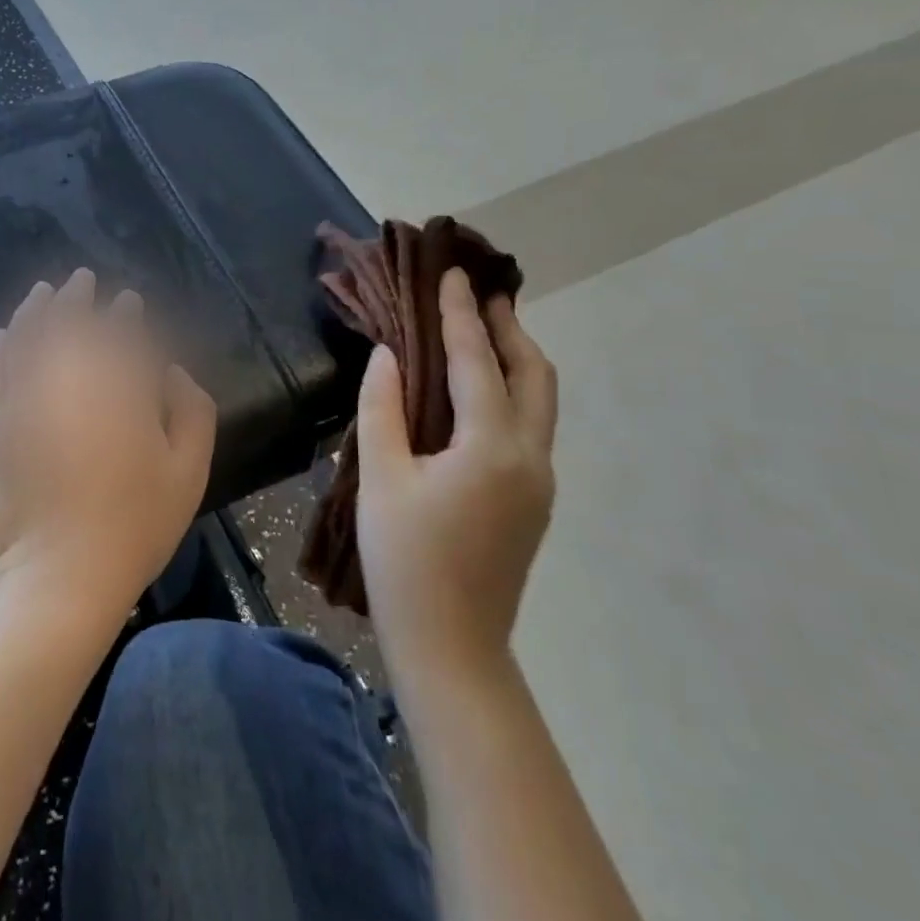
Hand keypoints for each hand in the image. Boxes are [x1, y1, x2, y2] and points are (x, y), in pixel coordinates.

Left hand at [0, 269, 216, 624]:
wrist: (60, 575)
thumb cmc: (136, 524)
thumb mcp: (189, 470)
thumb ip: (193, 409)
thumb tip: (171, 372)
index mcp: (120, 387)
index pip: (121, 333)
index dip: (125, 313)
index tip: (128, 302)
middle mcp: (69, 379)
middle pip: (70, 321)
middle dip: (77, 296)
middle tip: (82, 280)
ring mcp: (26, 398)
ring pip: (27, 335)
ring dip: (36, 309)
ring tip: (43, 292)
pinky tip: (4, 333)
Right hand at [357, 268, 557, 675]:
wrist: (451, 646)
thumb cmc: (405, 560)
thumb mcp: (380, 478)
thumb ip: (382, 409)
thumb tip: (388, 355)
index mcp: (491, 447)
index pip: (477, 362)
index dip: (461, 314)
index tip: (453, 274)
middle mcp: (530, 457)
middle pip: (534, 374)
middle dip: (508, 328)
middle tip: (481, 293)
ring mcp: (539, 481)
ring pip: (539, 400)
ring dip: (515, 358)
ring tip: (484, 329)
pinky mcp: (533, 500)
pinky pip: (530, 425)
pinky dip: (511, 390)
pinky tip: (479, 390)